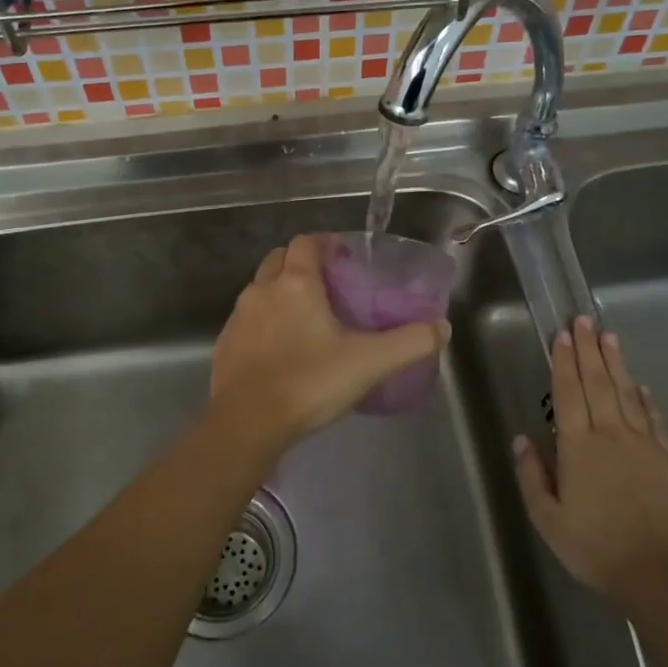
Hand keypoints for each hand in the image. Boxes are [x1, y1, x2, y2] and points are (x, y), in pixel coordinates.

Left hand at [207, 234, 450, 454]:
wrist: (247, 423)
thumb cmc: (310, 382)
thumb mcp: (370, 362)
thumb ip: (410, 342)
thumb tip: (442, 327)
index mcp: (296, 283)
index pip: (307, 243)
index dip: (325, 243)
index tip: (344, 255)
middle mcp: (262, 290)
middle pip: (279, 259)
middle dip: (301, 262)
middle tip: (328, 284)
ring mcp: (238, 317)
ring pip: (260, 288)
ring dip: (280, 291)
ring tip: (306, 316)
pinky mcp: (225, 344)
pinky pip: (247, 319)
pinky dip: (264, 321)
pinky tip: (280, 348)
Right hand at [513, 315, 667, 601]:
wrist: (660, 575)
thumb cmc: (595, 548)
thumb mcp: (548, 519)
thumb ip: (532, 475)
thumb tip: (521, 438)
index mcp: (578, 447)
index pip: (568, 393)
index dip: (563, 361)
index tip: (562, 334)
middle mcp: (611, 435)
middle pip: (598, 383)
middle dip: (589, 349)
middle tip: (584, 319)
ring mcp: (644, 444)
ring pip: (627, 394)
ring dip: (617, 363)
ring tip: (609, 337)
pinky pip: (654, 420)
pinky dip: (646, 399)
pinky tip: (642, 386)